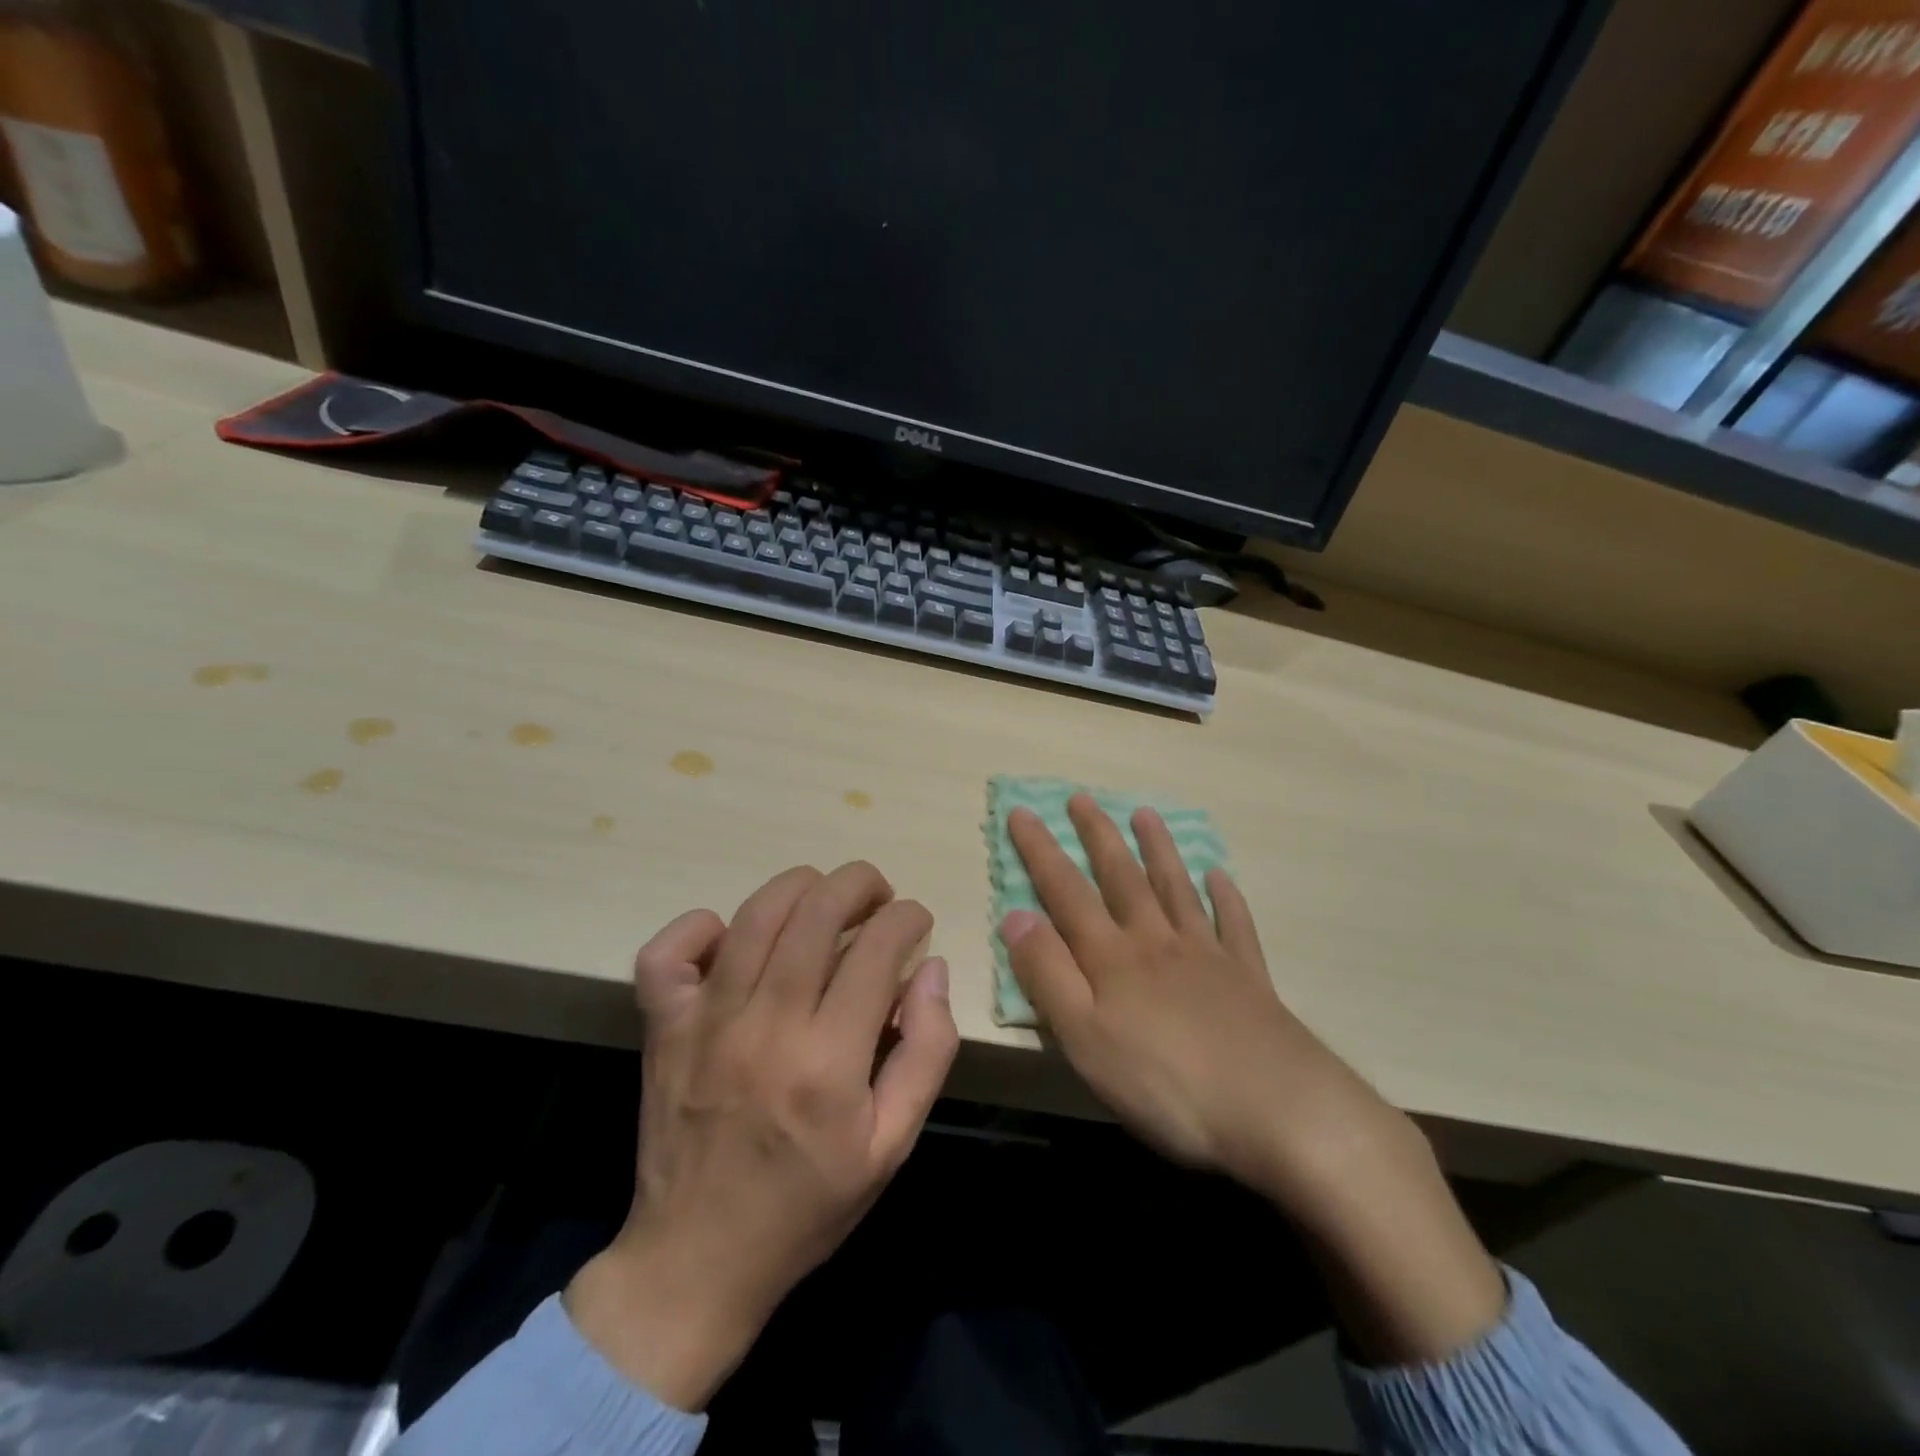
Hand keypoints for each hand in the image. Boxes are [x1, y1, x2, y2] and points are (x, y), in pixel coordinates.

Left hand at [566, 863, 957, 1408]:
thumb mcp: (892, 1145)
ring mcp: (705, 1022)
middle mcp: (766, 1026)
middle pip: (817, 912)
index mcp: (828, 1061)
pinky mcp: (662, 1028)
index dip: (906, 917)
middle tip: (878, 894)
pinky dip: (699, 926)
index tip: (916, 920)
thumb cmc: (806, 1204)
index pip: (877, 949)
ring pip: (755, 915)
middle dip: (860, 883)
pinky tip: (729, 935)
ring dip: (800, 886)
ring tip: (824, 895)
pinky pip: (667, 953)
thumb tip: (930, 969)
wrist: (696, 1262)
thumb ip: (926, 1051)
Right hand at [1000, 796, 1389, 1198]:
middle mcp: (1157, 942)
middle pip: (1122, 878)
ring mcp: (1207, 956)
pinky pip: (1234, 926)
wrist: (1278, 1110)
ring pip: (1176, 889)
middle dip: (1098, 836)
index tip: (1022, 811)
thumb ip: (1047, 974)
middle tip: (1082, 798)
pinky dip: (1226, 898)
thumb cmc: (1166, 1083)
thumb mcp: (1085, 1037)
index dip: (1040, 851)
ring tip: (1146, 814)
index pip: (1066, 891)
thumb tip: (1014, 915)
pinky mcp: (1248, 979)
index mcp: (1113, 957)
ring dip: (1158, 850)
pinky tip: (1221, 877)